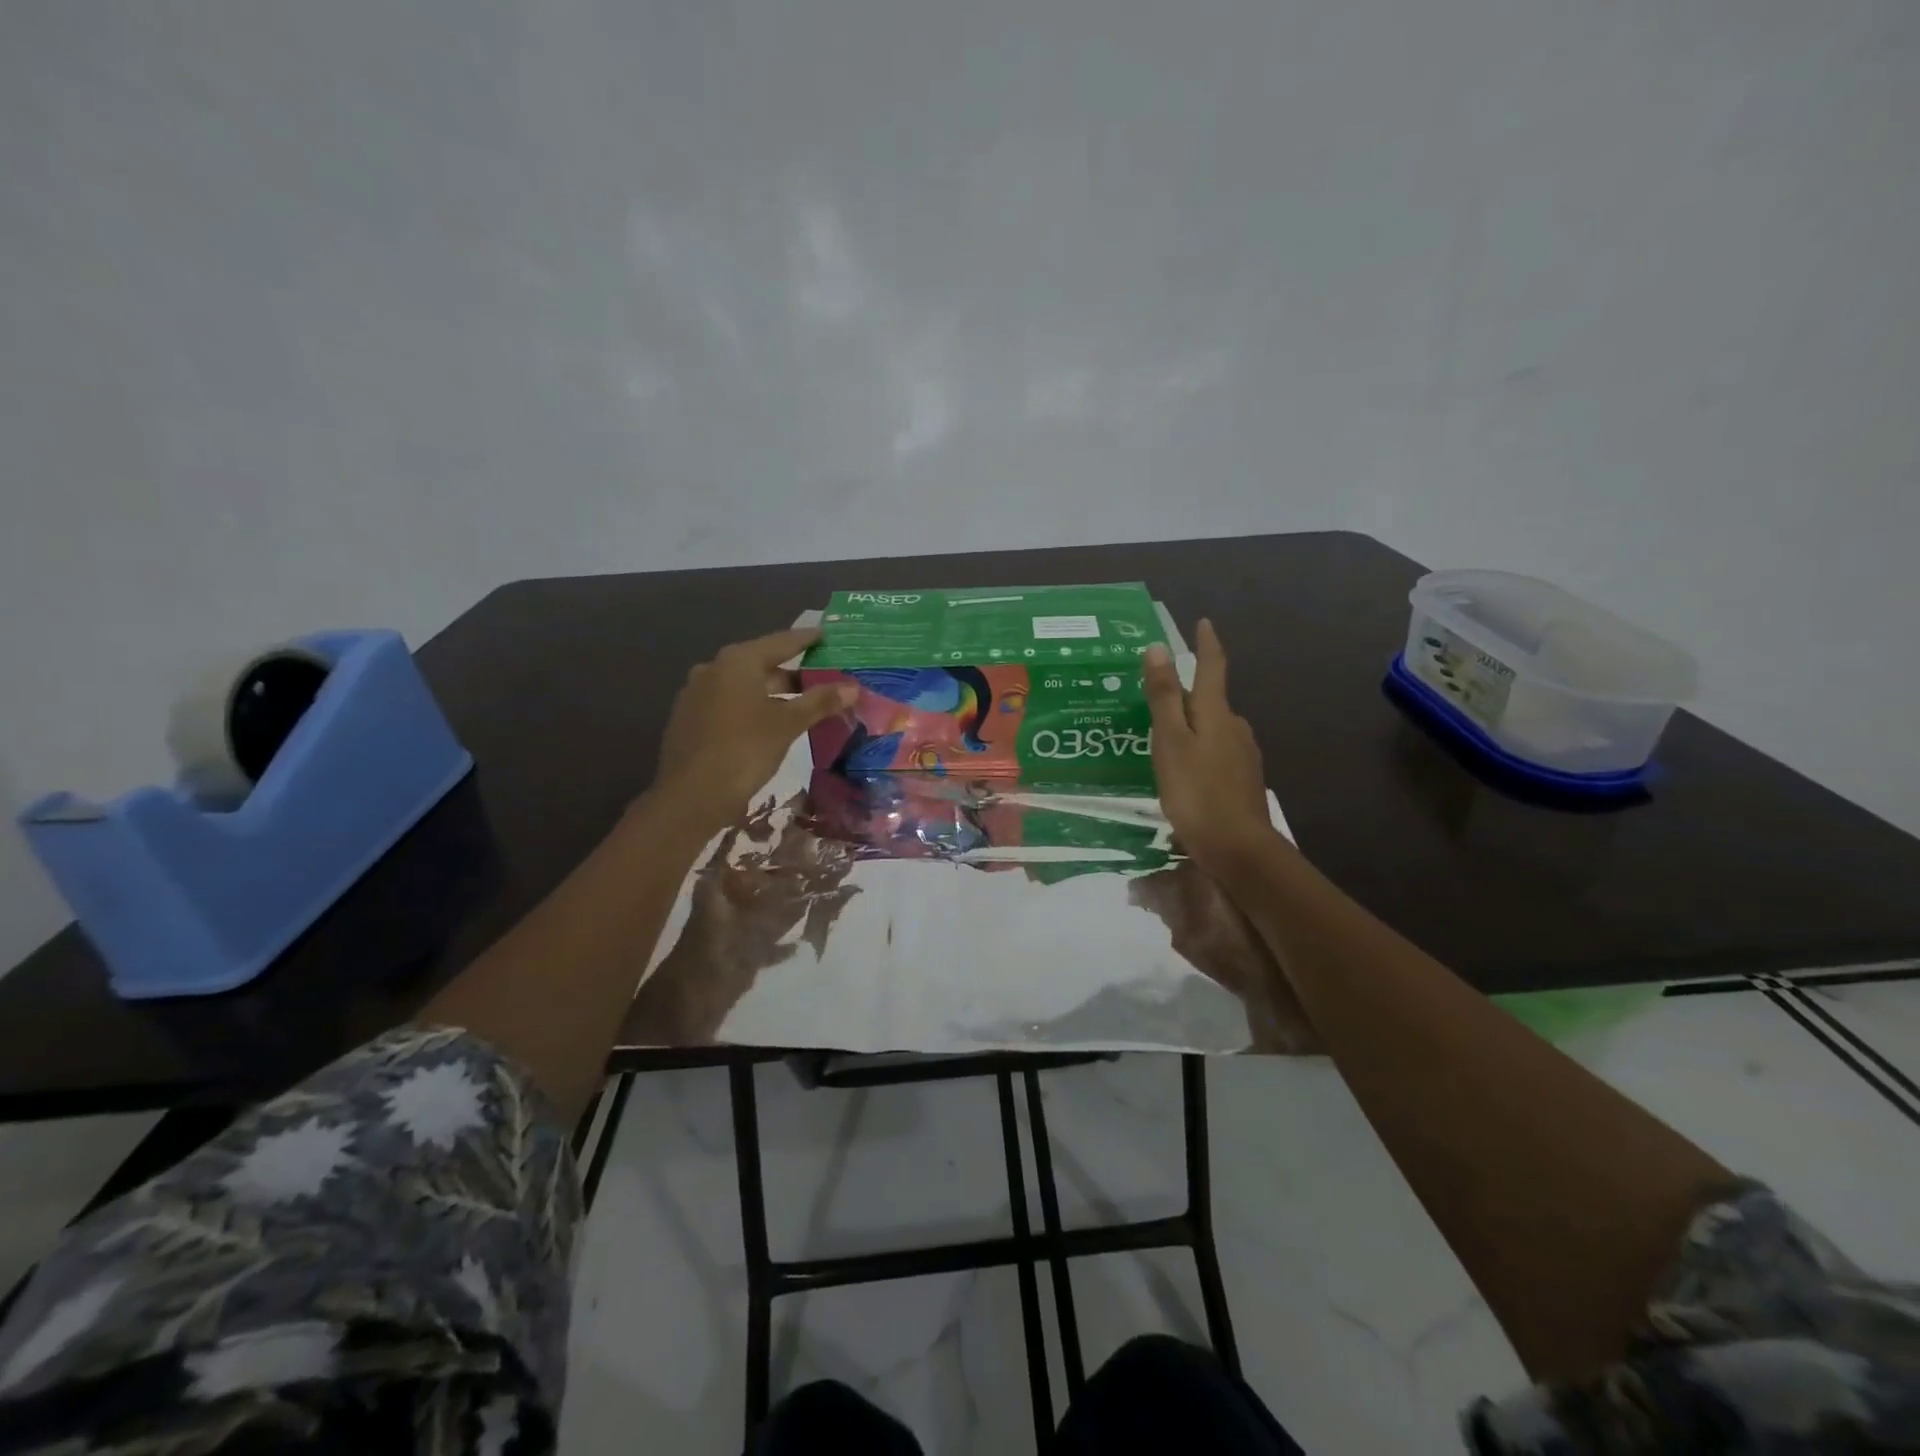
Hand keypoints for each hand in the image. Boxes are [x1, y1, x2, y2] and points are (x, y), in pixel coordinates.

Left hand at [651, 628, 857, 834]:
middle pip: (762, 664)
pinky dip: (753, 708)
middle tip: (823, 678)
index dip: (807, 639)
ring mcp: (697, 694)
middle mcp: (713, 669)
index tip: (826, 635)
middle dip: (793, 673)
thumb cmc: (744, 750)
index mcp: (737, 661)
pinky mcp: (690, 719)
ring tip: (802, 704)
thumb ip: (820, 702)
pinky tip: (769, 724)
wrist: (691, 796)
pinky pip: (730, 704)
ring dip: (773, 693)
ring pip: (745, 686)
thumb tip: (852, 687)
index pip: (781, 642)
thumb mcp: (787, 724)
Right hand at [1142, 620, 1280, 874]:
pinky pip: (1216, 752)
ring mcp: (1243, 755)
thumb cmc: (1197, 792)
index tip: (1203, 623)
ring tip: (1162, 735)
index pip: (1212, 668)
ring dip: (1191, 724)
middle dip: (1187, 693)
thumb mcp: (1171, 742)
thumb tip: (1159, 648)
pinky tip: (1183, 768)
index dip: (1207, 644)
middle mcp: (1235, 727)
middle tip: (1156, 694)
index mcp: (1216, 713)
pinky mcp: (1242, 780)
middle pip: (1210, 700)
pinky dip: (1198, 749)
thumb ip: (1165, 697)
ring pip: (1212, 728)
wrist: (1238, 849)